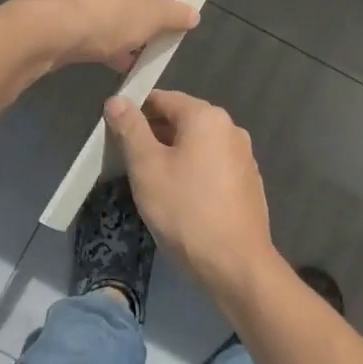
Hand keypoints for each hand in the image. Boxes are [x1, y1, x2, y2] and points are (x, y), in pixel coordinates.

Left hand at [21, 0, 199, 69]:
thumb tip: (191, 14)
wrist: (42, 30)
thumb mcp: (150, 17)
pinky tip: (117, 54)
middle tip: (171, 16)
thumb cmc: (105, 13)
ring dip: (130, 15)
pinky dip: (107, 20)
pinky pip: (93, 0)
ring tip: (145, 45)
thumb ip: (175, 13)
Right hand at [103, 90, 279, 307]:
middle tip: (126, 160)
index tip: (114, 133)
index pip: (163, 98)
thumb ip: (131, 130)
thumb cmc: (185, 211)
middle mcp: (230, 128)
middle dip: (153, 134)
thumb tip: (117, 100)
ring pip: (198, 145)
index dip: (135, 111)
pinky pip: (212, 165)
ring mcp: (244, 156)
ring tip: (150, 181)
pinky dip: (193, 171)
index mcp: (207, 117)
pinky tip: (179, 198)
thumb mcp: (147, 168)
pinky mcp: (248, 182)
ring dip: (173, 154)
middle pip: (182, 120)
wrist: (236, 265)